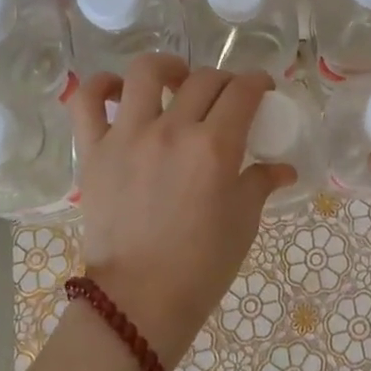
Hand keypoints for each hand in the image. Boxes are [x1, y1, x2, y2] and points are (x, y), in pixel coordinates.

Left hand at [68, 55, 293, 365]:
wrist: (140, 302)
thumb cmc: (202, 266)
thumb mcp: (243, 222)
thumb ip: (261, 183)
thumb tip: (283, 169)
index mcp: (215, 147)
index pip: (242, 92)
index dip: (257, 81)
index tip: (261, 87)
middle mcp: (172, 130)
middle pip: (204, 79)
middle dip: (224, 80)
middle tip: (226, 97)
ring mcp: (128, 136)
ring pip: (146, 72)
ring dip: (168, 68)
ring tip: (175, 81)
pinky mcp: (94, 151)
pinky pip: (86, 101)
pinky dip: (100, 87)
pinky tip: (117, 92)